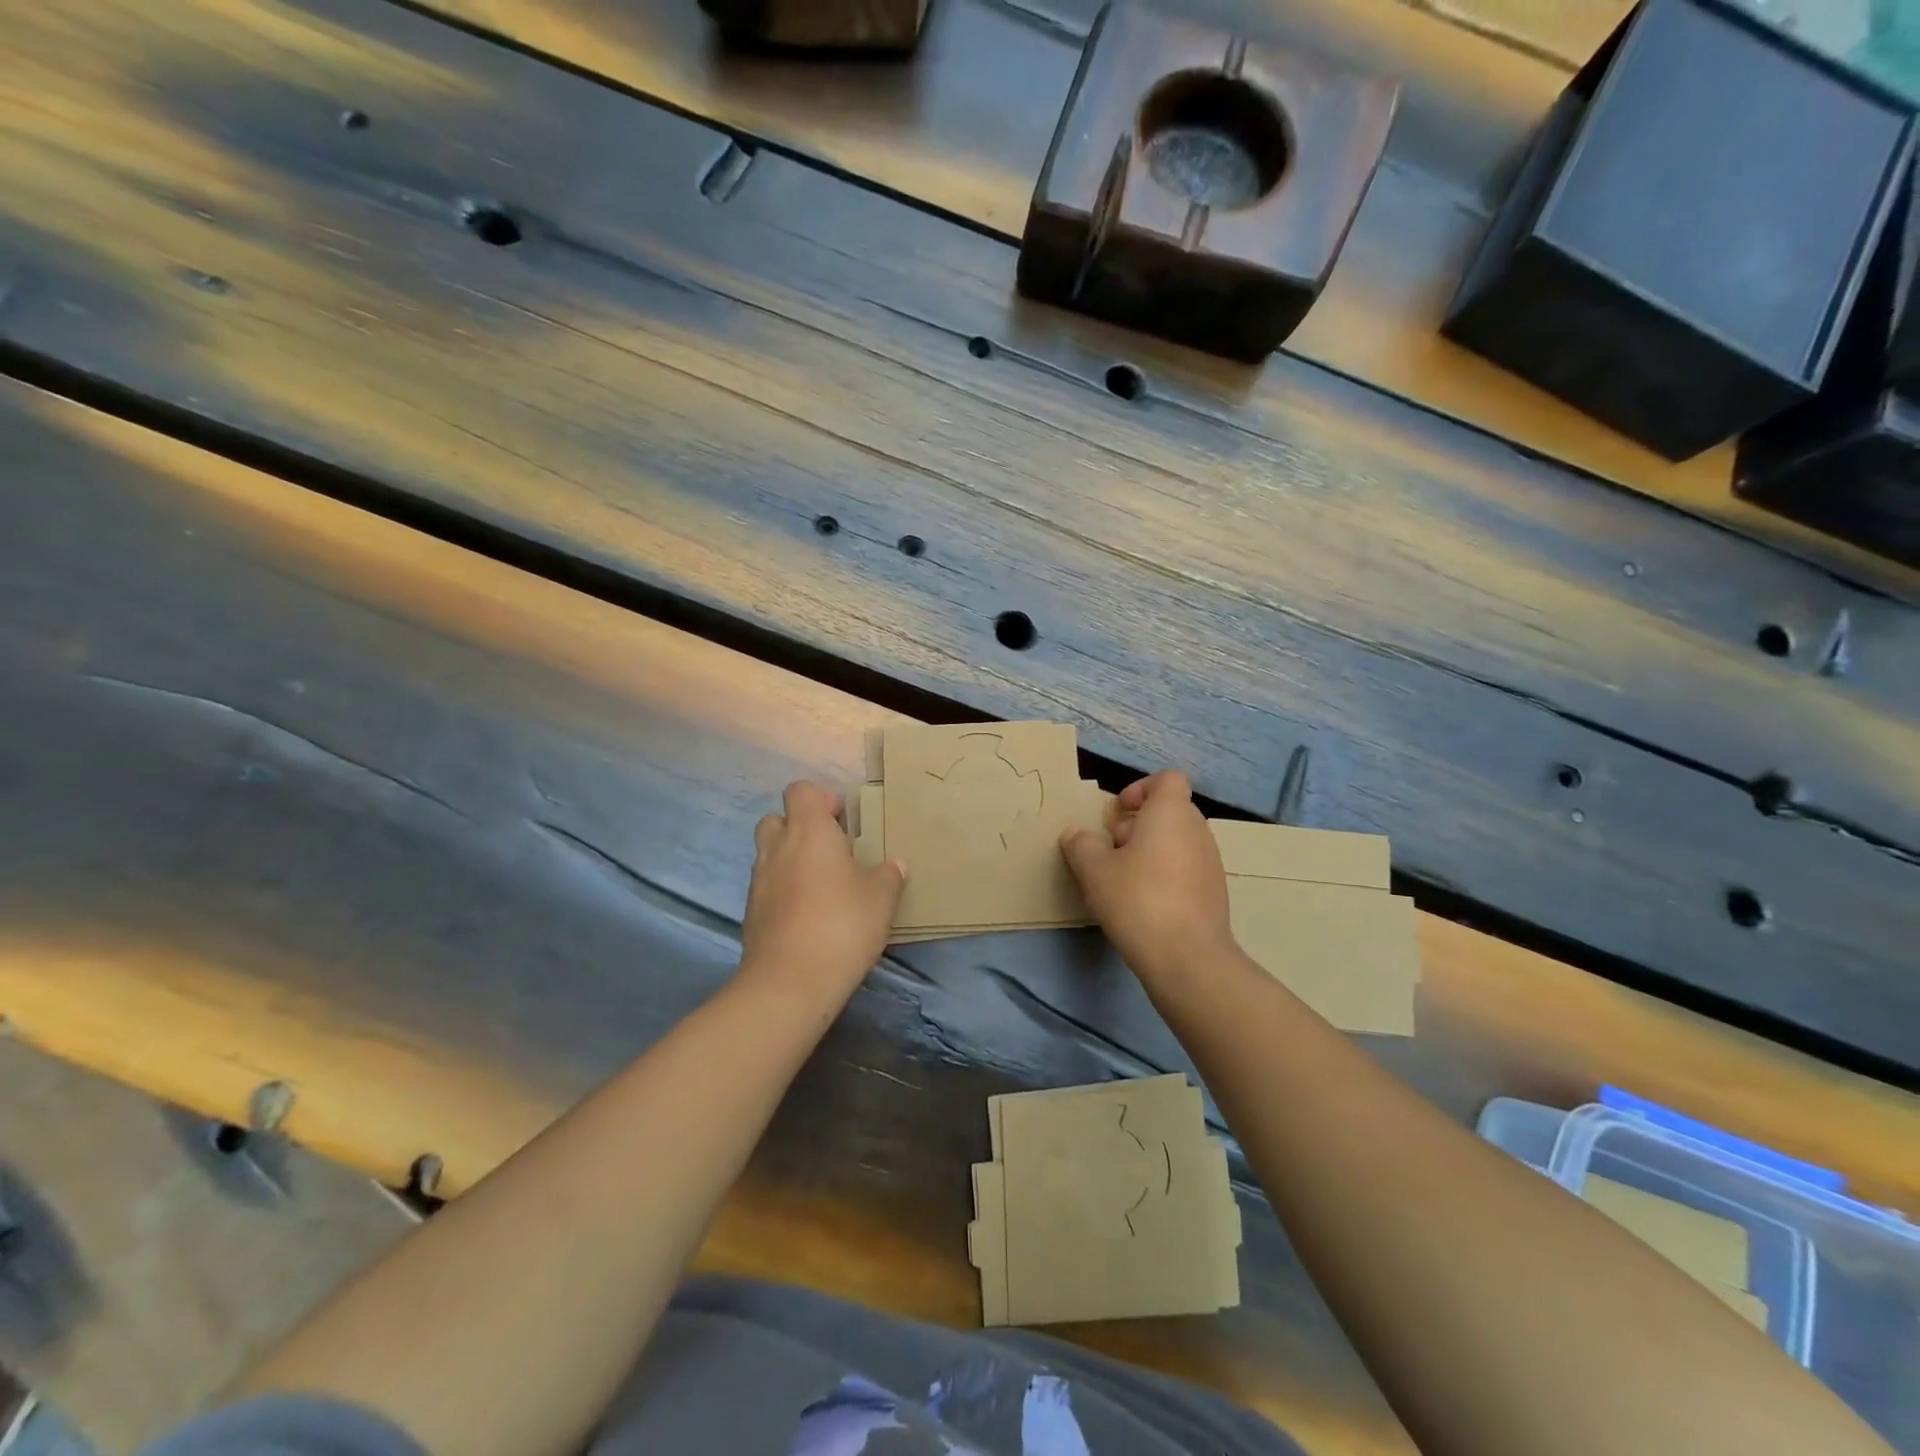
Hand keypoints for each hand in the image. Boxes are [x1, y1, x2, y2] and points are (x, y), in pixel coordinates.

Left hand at [741, 781, 905, 996]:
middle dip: (800, 828)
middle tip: (831, 851)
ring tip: (823, 885)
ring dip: (791, 860)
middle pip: (777, 819)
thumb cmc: (842, 924)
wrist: (790, 981)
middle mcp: (777, 847)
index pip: (800, 791)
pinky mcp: (751, 912)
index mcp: (808, 831)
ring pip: (769, 854)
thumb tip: (897, 864)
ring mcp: (758, 880)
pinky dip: (783, 890)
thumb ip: (889, 876)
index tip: (843, 821)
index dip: (821, 799)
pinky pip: (767, 887)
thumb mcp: (881, 898)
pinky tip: (808, 915)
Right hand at [1060, 771, 1235, 982]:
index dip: (1140, 789)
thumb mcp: (1093, 870)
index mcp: (1171, 813)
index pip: (1166, 779)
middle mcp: (1197, 830)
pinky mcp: (1214, 892)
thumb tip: (1077, 835)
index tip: (1117, 814)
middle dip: (1137, 824)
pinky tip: (1144, 903)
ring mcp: (1210, 862)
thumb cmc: (1138, 900)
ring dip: (1149, 851)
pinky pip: (1186, 868)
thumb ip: (1081, 845)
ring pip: (1176, 841)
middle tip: (1111, 849)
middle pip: (1168, 811)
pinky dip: (1165, 875)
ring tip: (1123, 880)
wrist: (1188, 958)